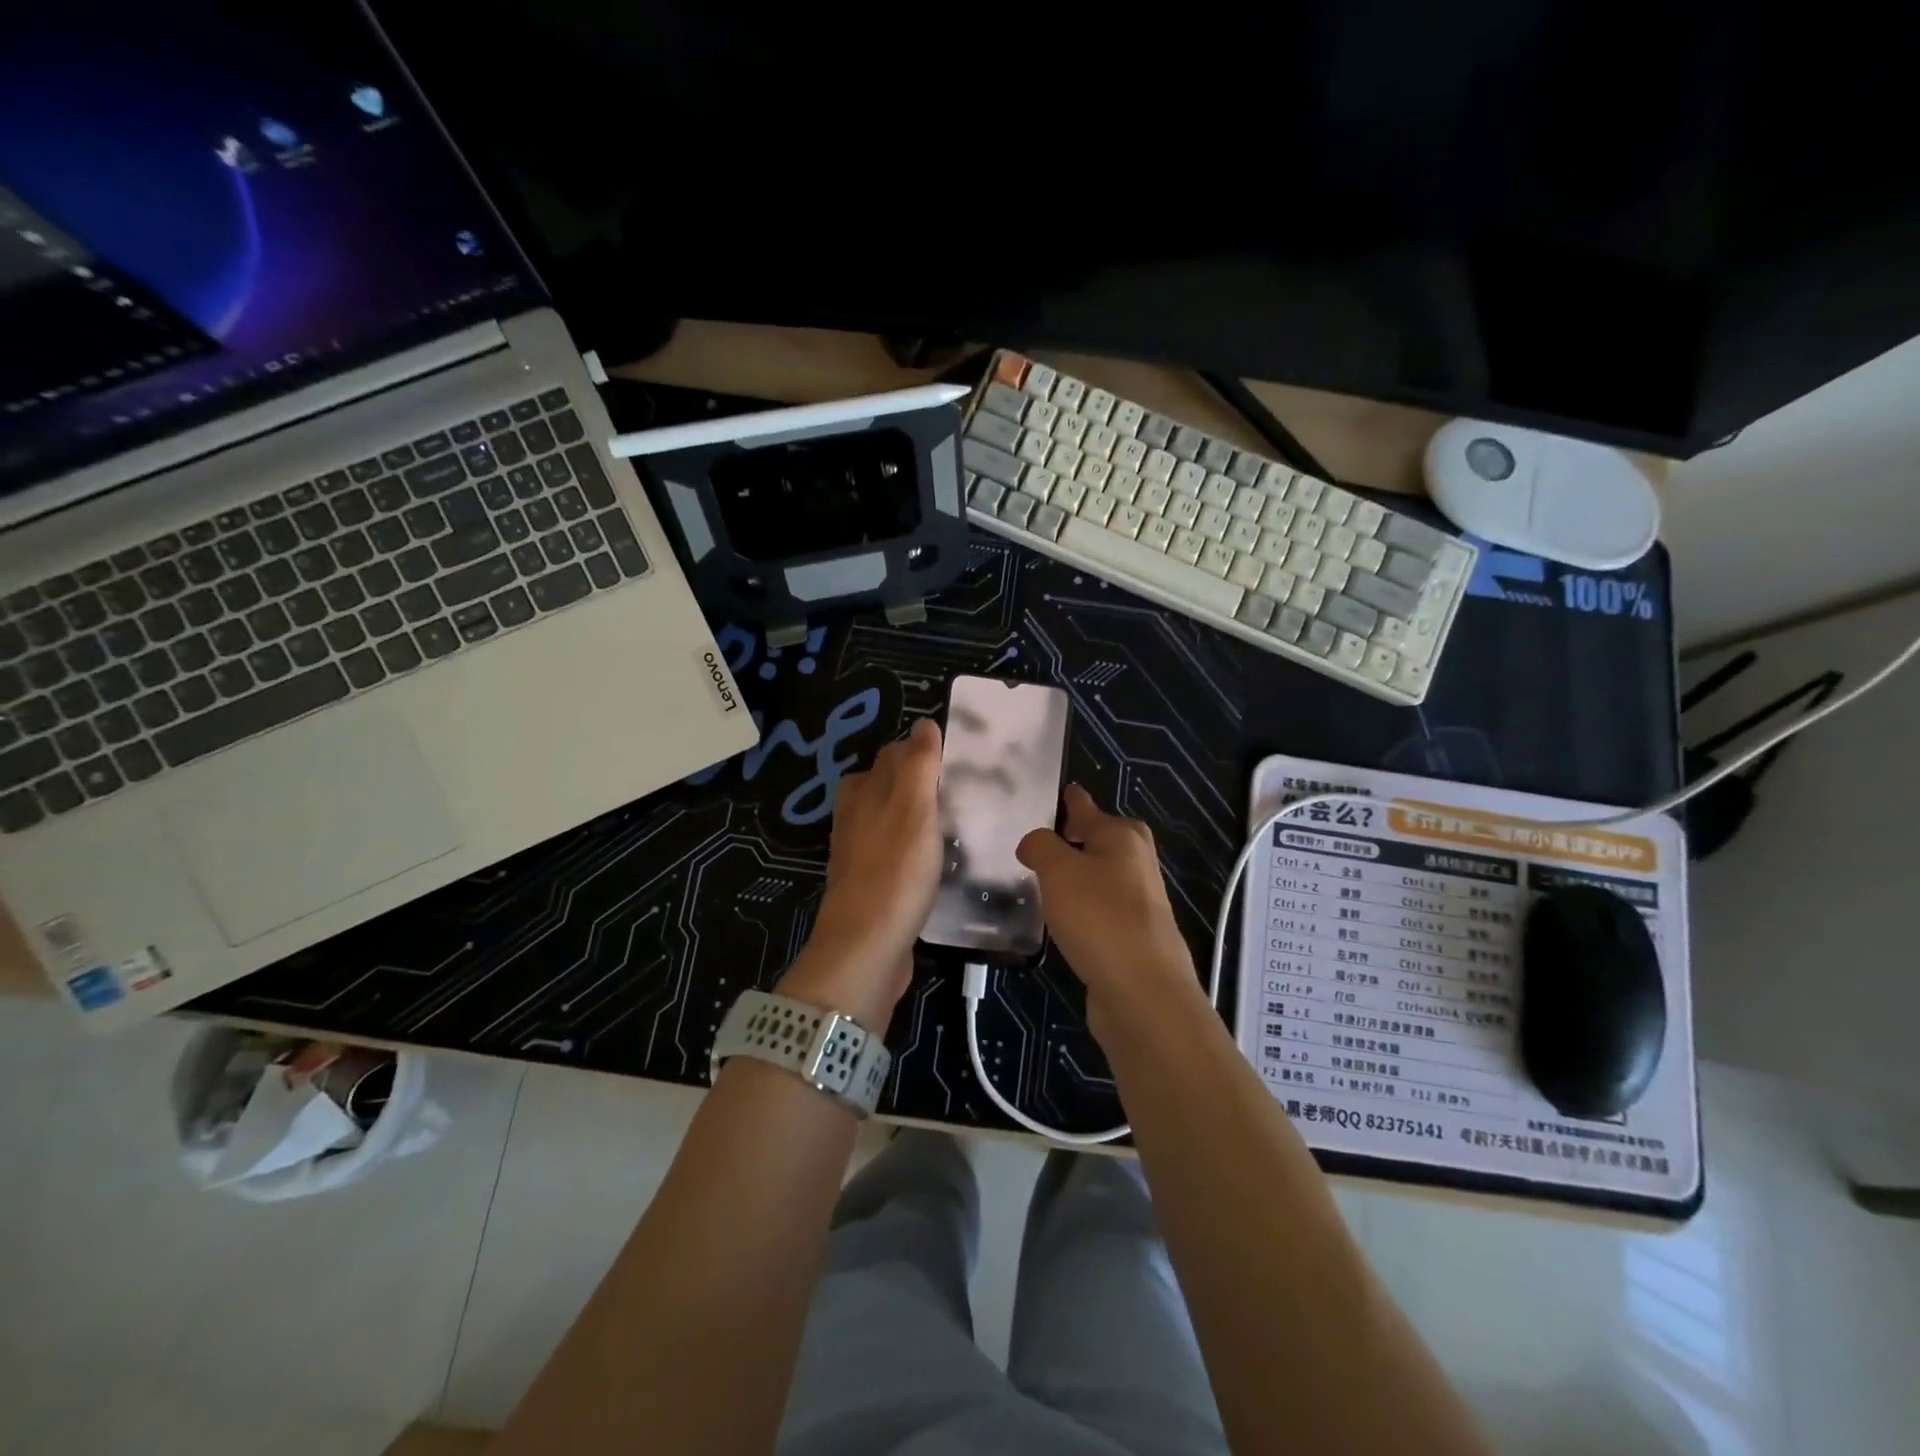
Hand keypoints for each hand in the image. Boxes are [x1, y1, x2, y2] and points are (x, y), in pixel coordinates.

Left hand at [780, 718, 943, 1027]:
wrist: (866, 949)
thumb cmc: (894, 871)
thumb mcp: (912, 808)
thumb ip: (918, 765)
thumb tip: (924, 723)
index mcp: (862, 792)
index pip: (893, 755)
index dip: (923, 750)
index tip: (960, 757)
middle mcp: (856, 818)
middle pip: (888, 786)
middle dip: (920, 780)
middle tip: (966, 786)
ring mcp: (861, 854)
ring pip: (891, 820)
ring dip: (918, 815)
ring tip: (958, 819)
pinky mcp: (872, 886)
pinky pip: (896, 853)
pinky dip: (916, 847)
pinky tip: (939, 859)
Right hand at [1016, 785, 1206, 1038]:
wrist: (1143, 992)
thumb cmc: (1099, 917)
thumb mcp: (1059, 870)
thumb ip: (1041, 846)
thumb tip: (1034, 843)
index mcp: (1122, 836)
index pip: (1086, 807)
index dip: (1068, 799)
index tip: (1054, 792)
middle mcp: (1136, 862)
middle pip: (1097, 840)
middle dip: (1070, 840)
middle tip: (1033, 844)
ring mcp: (1138, 901)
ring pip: (1098, 876)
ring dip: (1073, 877)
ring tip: (1038, 880)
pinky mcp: (1133, 935)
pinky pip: (1098, 908)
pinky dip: (1080, 908)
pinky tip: (1060, 919)